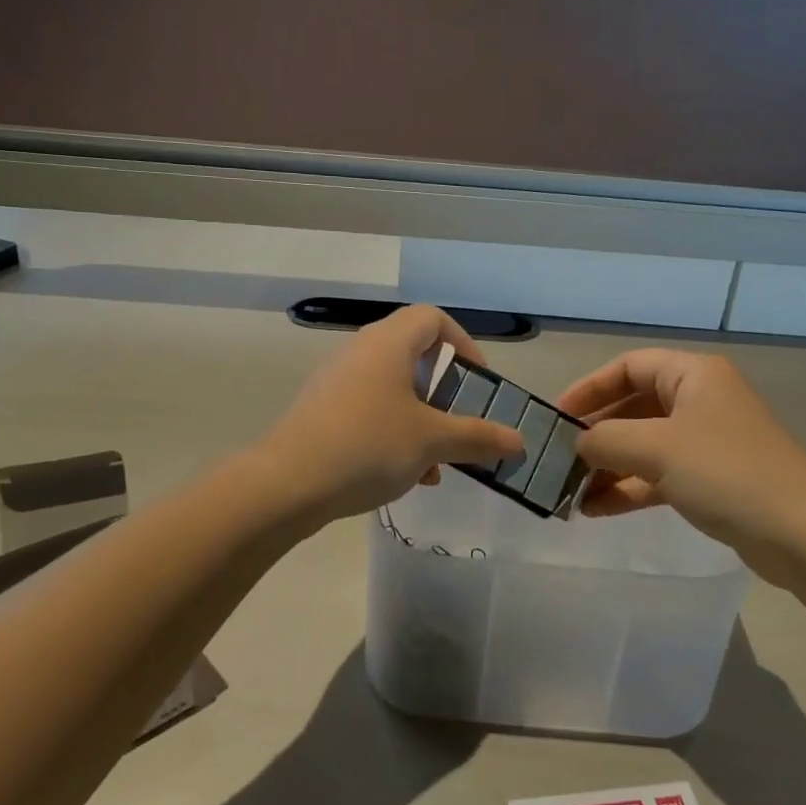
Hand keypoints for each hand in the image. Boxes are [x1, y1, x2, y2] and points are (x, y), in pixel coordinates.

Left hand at [263, 307, 524, 522]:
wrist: (286, 485)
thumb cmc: (367, 446)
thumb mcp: (432, 442)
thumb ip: (478, 438)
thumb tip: (519, 441)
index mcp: (388, 344)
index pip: (433, 319)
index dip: (463, 344)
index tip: (478, 383)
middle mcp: (360, 352)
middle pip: (414, 356)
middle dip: (445, 393)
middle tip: (460, 424)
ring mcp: (337, 383)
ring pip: (394, 391)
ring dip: (423, 421)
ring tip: (438, 462)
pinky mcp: (323, 413)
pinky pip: (370, 412)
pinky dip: (395, 434)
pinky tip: (407, 477)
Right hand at [556, 350, 805, 556]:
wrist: (800, 533)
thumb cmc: (725, 472)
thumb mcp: (656, 448)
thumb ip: (605, 440)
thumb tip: (576, 445)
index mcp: (693, 375)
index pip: (628, 367)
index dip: (589, 388)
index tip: (557, 417)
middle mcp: (700, 401)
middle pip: (634, 407)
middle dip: (596, 434)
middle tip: (559, 459)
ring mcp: (707, 442)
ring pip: (644, 445)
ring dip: (607, 467)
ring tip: (571, 492)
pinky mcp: (711, 480)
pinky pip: (658, 475)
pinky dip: (628, 489)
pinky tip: (595, 510)